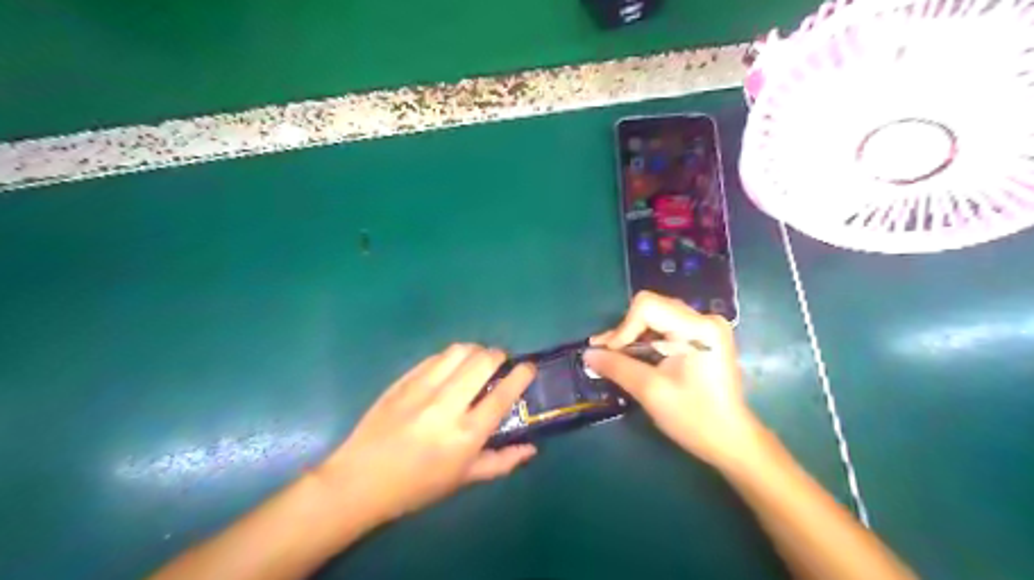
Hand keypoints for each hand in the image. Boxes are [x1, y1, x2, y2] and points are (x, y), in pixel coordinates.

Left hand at [320, 344, 537, 529]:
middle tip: (500, 364)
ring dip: (476, 351)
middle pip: (483, 361)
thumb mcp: (464, 480)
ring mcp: (422, 389)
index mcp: (466, 434)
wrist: (360, 480)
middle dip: (499, 355)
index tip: (528, 367)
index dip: (522, 374)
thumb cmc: (417, 486)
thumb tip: (532, 448)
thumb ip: (502, 462)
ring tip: (476, 361)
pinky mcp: (403, 380)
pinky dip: (451, 357)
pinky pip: (435, 357)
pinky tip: (450, 368)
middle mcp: (447, 405)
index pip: (503, 394)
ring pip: (459, 351)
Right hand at [584, 291, 762, 467]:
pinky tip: (635, 358)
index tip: (611, 355)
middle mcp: (704, 319)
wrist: (731, 440)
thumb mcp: (650, 391)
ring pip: (657, 318)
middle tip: (605, 355)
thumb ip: (617, 366)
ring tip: (615, 357)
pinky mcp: (704, 338)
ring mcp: (706, 327)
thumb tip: (587, 354)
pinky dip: (648, 342)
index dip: (623, 328)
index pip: (647, 307)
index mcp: (698, 328)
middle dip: (626, 332)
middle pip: (652, 309)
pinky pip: (667, 329)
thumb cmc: (694, 417)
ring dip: (634, 337)